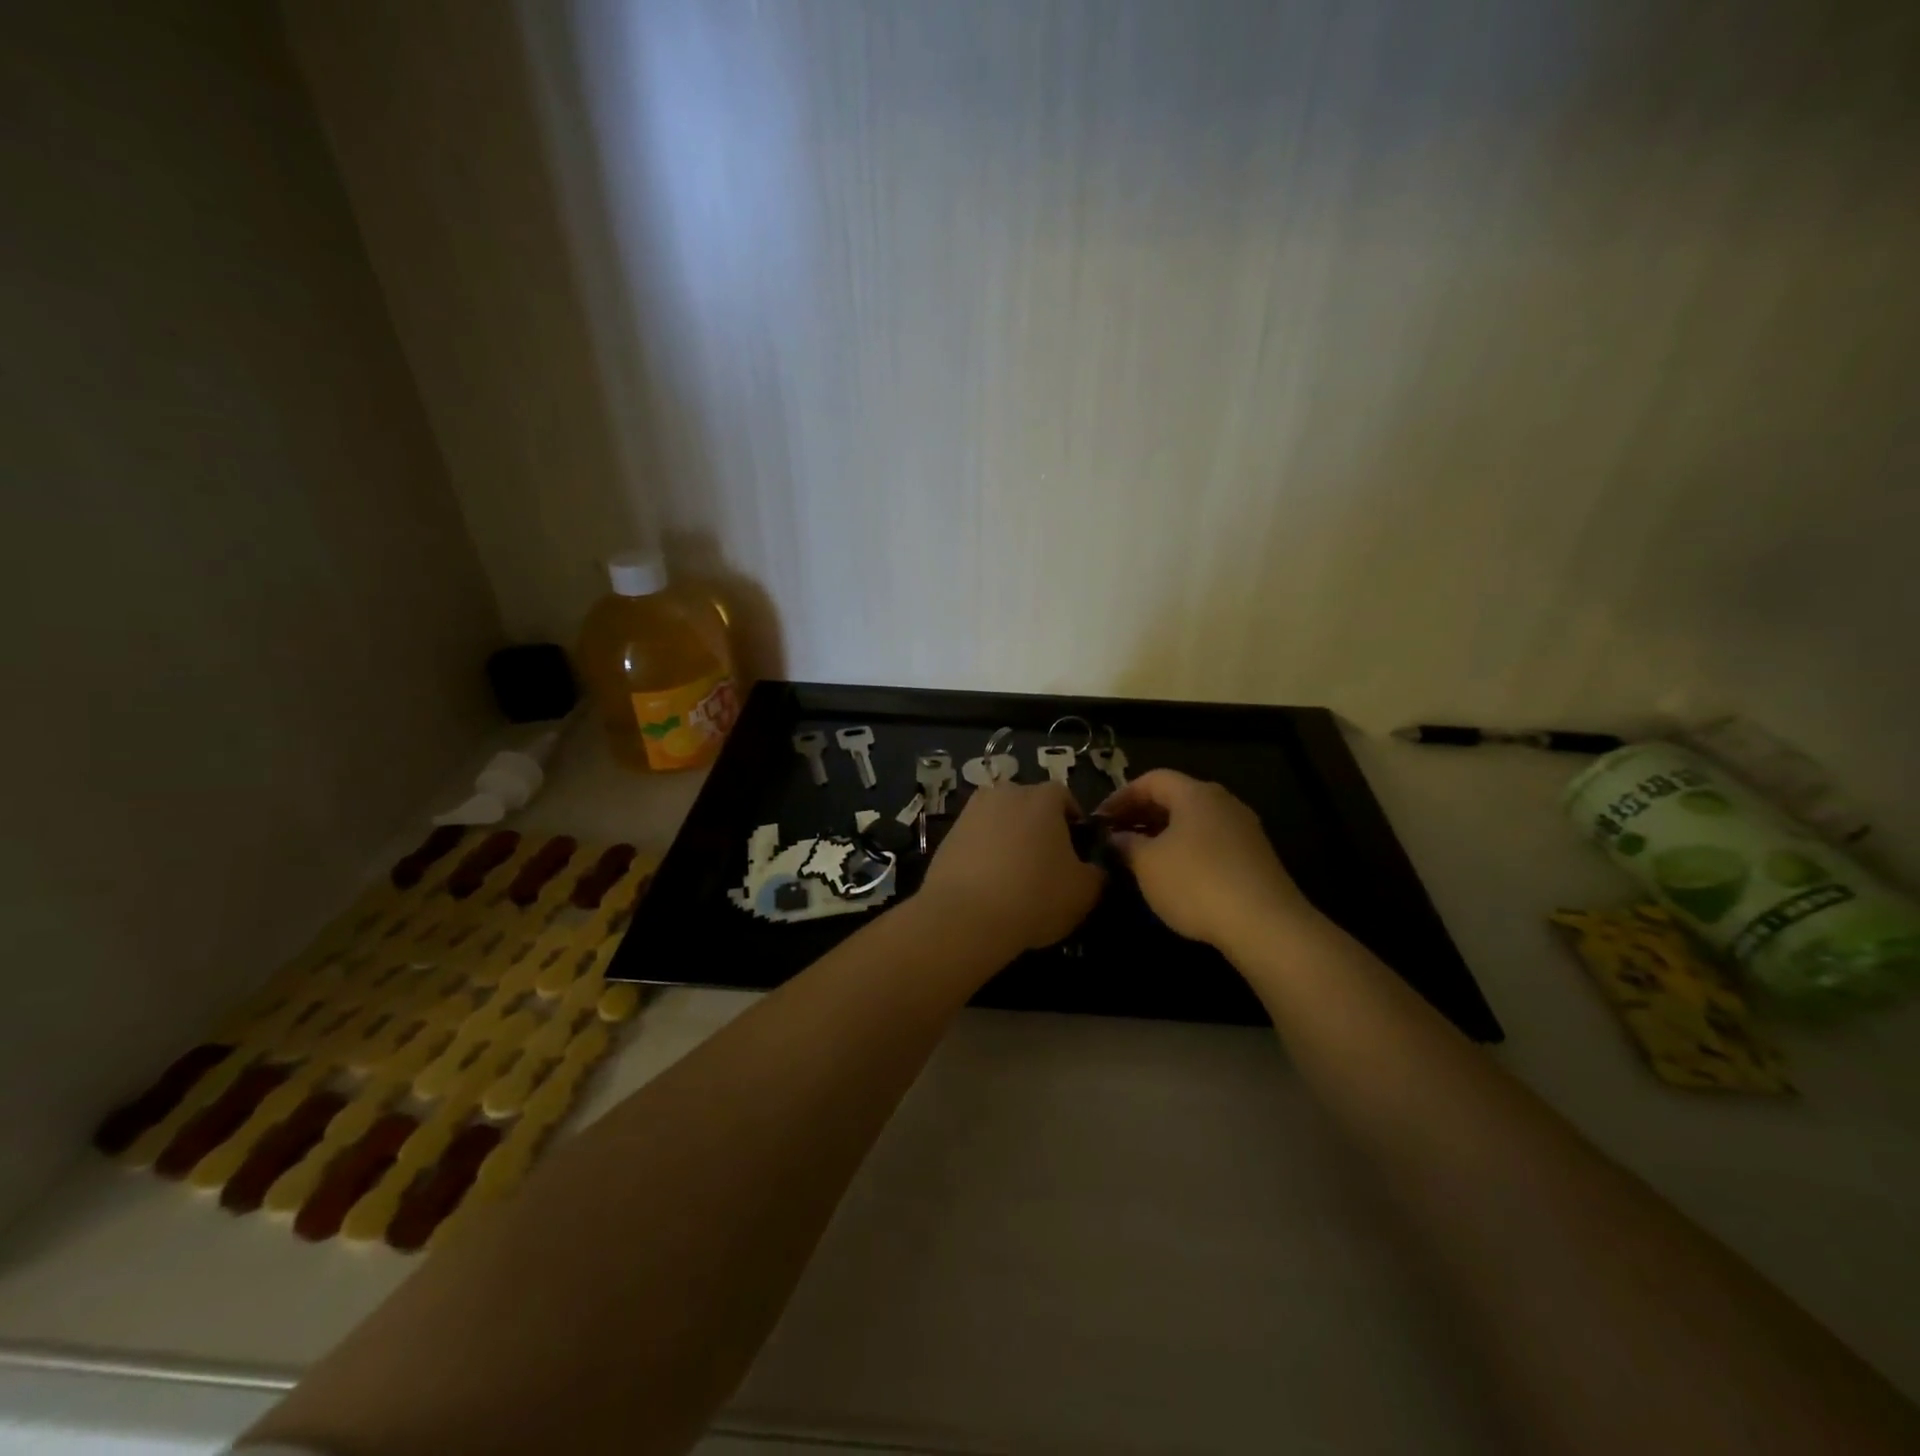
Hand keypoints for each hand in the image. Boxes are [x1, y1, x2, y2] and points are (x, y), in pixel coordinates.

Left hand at [918, 782, 1104, 952]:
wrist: (964, 916)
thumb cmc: (1034, 896)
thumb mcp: (1084, 892)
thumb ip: (1096, 873)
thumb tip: (1094, 869)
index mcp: (1042, 797)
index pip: (1065, 797)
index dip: (1073, 823)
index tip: (1077, 852)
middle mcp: (1005, 793)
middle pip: (1029, 806)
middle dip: (1039, 829)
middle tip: (1047, 865)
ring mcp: (971, 812)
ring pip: (1000, 822)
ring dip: (1010, 840)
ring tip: (1015, 877)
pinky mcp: (947, 835)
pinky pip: (976, 840)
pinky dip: (985, 855)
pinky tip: (989, 886)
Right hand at [1097, 770, 1318, 952]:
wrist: (1265, 924)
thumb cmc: (1196, 883)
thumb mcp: (1147, 864)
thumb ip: (1126, 844)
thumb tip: (1116, 837)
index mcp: (1195, 794)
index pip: (1152, 780)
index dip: (1121, 795)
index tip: (1100, 818)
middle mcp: (1223, 802)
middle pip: (1175, 797)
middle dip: (1142, 814)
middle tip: (1116, 835)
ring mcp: (1244, 829)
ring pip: (1193, 821)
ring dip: (1163, 833)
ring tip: (1140, 856)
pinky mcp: (1255, 857)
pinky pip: (1211, 841)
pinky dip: (1186, 849)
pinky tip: (1174, 875)